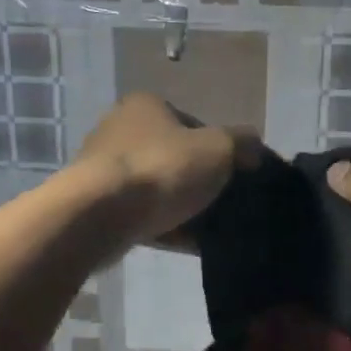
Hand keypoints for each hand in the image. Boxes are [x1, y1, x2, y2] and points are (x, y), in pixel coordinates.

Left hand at [74, 93, 244, 245]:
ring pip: (157, 189)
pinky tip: (188, 245)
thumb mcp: (218, 149)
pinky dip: (165, 227)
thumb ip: (242, 144)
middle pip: (174, 157)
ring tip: (211, 230)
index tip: (235, 175)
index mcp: (146, 106)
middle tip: (225, 204)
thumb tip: (254, 148)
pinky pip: (142, 215)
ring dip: (183, 207)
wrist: (99, 215)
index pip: (193, 123)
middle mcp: (119, 130)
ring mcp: (104, 169)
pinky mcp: (97, 205)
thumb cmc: (161, 169)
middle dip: (199, 181)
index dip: (219, 149)